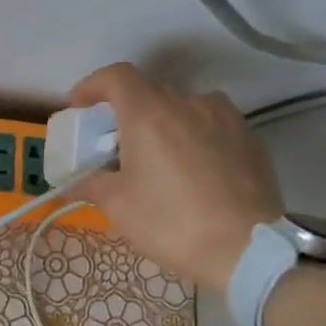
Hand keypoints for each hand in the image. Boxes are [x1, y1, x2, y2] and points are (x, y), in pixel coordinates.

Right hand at [69, 62, 283, 292]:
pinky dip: (193, 140)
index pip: (117, 77)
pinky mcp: (250, 138)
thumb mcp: (118, 206)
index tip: (80, 107)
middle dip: (127, 115)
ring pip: (184, 111)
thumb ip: (92, 184)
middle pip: (149, 94)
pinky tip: (192, 174)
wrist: (247, 249)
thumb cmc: (170, 222)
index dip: (92, 86)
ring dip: (164, 127)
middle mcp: (189, 103)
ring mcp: (226, 118)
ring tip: (159, 161)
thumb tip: (75, 181)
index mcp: (150, 114)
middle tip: (116, 147)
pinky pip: (211, 128)